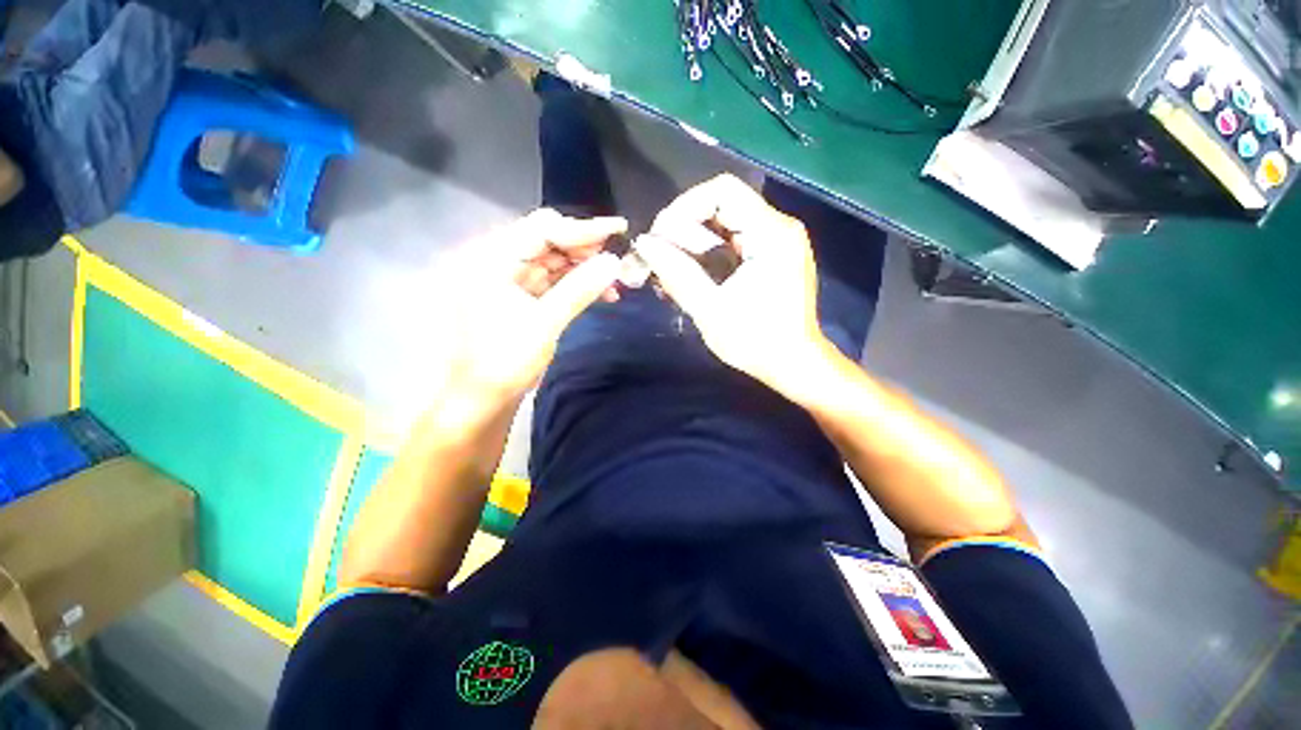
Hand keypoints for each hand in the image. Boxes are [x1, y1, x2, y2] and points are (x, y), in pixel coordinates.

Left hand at [430, 209, 625, 407]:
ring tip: (614, 278)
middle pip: (547, 240)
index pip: (541, 229)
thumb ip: (579, 289)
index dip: (582, 228)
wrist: (482, 397)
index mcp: (491, 261)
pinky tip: (601, 292)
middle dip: (585, 248)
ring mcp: (509, 279)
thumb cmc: (505, 362)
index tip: (618, 228)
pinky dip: (576, 283)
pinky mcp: (521, 296)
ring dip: (584, 267)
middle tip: (617, 258)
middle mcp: (497, 262)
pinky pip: (553, 280)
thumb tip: (614, 262)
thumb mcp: (545, 324)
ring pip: (553, 260)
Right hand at [634, 174, 832, 393]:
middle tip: (659, 259)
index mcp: (771, 234)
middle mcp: (779, 228)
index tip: (660, 237)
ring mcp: (777, 242)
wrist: (793, 365)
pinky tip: (690, 276)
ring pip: (724, 226)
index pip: (722, 191)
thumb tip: (644, 243)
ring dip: (692, 245)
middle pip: (721, 207)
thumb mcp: (710, 309)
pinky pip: (733, 242)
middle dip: (684, 230)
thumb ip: (677, 272)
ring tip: (669, 272)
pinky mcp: (772, 257)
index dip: (684, 207)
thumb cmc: (755, 342)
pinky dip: (708, 255)